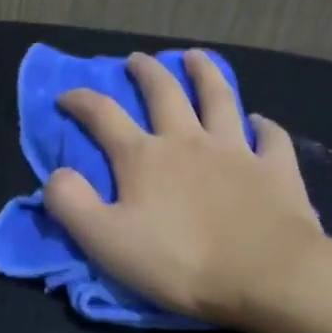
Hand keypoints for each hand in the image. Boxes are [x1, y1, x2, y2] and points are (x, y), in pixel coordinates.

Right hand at [45, 51, 331, 332]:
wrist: (265, 275)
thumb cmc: (179, 261)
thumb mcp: (105, 241)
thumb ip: (71, 204)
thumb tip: (56, 174)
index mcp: (144, 157)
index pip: (104, 116)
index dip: (81, 101)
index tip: (67, 96)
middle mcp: (188, 141)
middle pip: (164, 93)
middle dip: (146, 73)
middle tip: (137, 60)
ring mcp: (235, 151)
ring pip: (218, 99)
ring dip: (205, 74)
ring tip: (195, 58)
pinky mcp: (275, 169)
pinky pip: (270, 137)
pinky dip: (263, 125)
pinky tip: (259, 122)